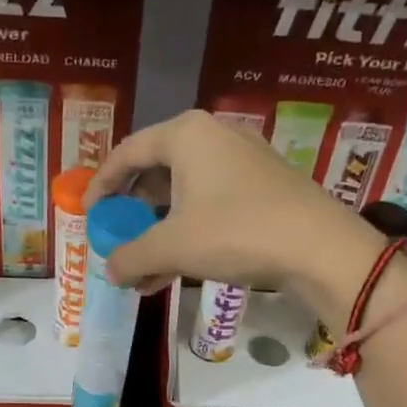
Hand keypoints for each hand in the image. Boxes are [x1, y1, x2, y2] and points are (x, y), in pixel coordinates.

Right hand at [85, 110, 382, 310]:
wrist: (318, 247)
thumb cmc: (235, 232)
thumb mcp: (172, 247)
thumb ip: (132, 256)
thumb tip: (110, 270)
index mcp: (186, 135)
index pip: (128, 152)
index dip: (102, 184)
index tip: (88, 214)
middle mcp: (213, 137)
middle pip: (157, 172)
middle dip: (133, 213)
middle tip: (118, 239)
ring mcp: (242, 161)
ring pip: (184, 195)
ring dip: (159, 233)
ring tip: (143, 271)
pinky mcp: (263, 187)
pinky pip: (210, 205)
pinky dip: (188, 234)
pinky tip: (175, 271)